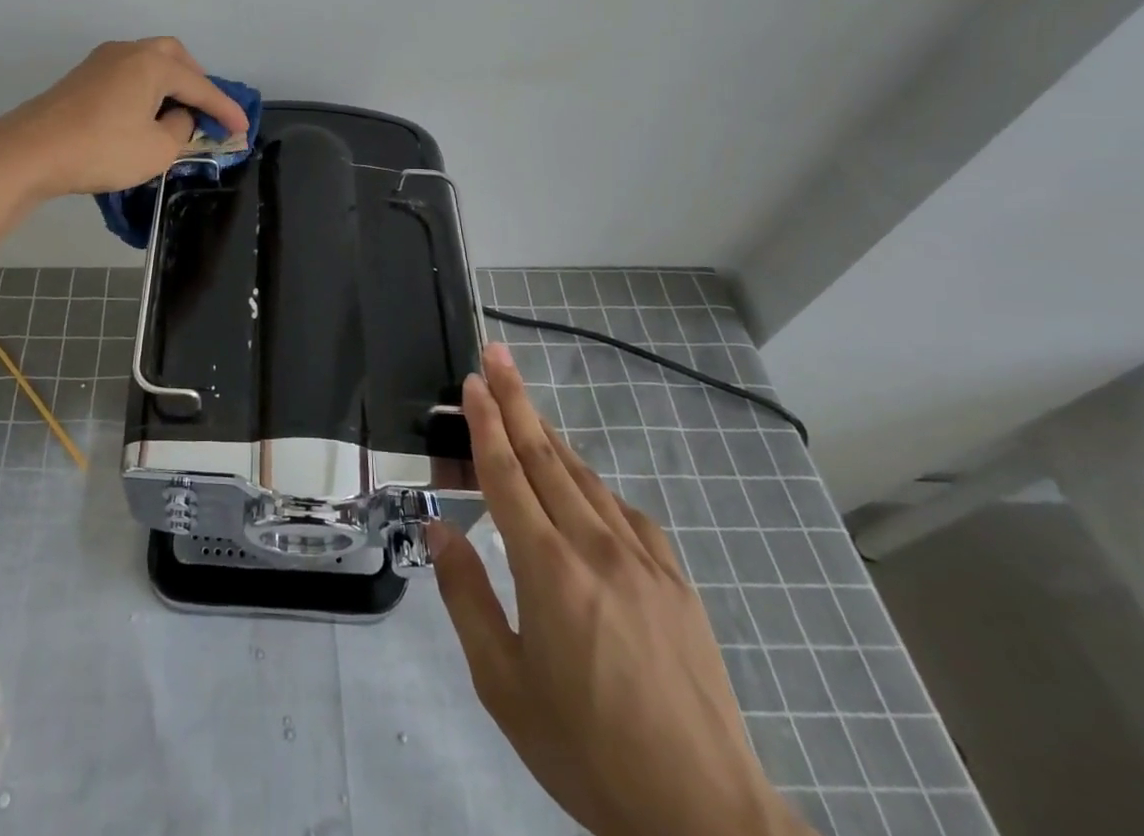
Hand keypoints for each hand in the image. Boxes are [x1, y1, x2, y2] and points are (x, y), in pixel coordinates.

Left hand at [0, 37, 249, 199]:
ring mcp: (101, 62)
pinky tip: (143, 115)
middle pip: (174, 57)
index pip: (201, 86)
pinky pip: (127, 75)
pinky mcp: (81, 78)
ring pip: (147, 63)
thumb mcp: (157, 150)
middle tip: (206, 110)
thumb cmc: (102, 149)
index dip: (225, 110)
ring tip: (177, 113)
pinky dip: (145, 90)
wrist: (30, 151)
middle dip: (195, 82)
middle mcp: (128, 51)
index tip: (242, 129)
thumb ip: (179, 130)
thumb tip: (176, 117)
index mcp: (153, 63)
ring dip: (168, 84)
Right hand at [430, 345, 808, 835]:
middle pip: (546, 456)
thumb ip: (466, 596)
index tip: (473, 381)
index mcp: (548, 570)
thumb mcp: (503, 685)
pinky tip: (585, 490)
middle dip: (517, 400)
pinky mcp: (677, 583)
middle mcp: (596, 548)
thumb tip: (439, 528)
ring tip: (526, 408)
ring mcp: (643, 562)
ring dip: (550, 436)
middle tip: (497, 353)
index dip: (486, 422)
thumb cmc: (586, 751)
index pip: (507, 474)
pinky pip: (626, 514)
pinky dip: (595, 487)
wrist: (704, 817)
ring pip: (586, 478)